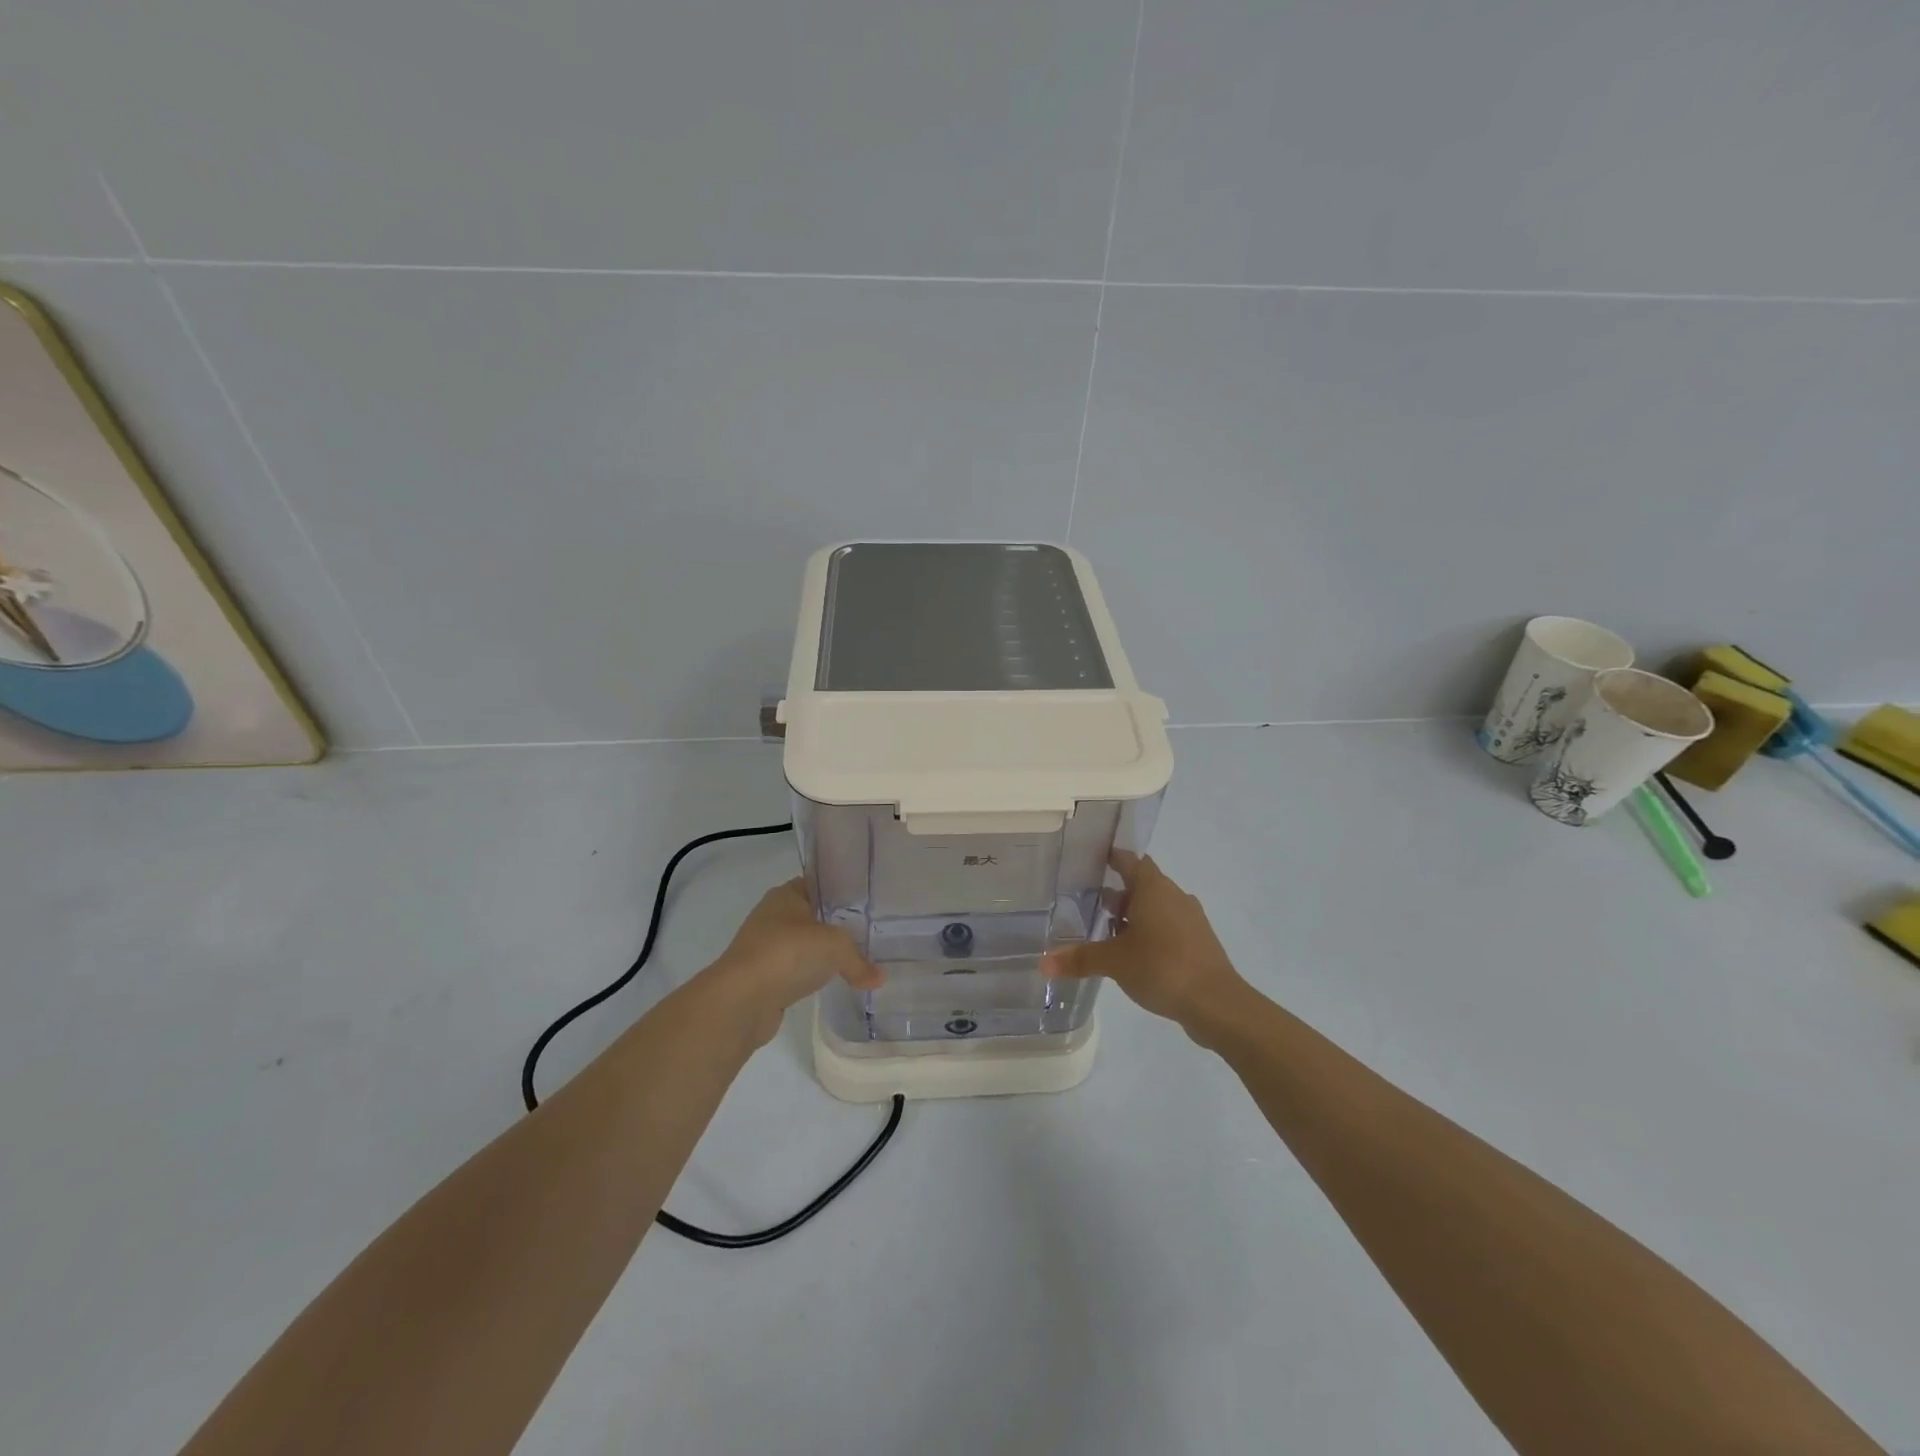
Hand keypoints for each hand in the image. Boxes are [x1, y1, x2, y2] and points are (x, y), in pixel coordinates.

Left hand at [705, 880, 883, 1044]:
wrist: (741, 1000)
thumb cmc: (788, 954)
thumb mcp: (835, 947)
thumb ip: (859, 959)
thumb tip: (880, 978)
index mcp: (786, 895)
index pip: (820, 883)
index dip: (843, 890)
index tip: (869, 900)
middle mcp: (773, 916)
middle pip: (814, 915)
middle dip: (838, 923)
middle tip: (871, 930)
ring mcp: (766, 947)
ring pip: (804, 944)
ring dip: (824, 952)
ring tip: (857, 958)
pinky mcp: (764, 977)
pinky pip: (796, 970)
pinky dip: (812, 975)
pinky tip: (833, 982)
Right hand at [1043, 856, 1246, 1038]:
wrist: (1217, 1003)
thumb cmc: (1162, 967)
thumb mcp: (1114, 962)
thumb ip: (1079, 959)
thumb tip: (1042, 963)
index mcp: (1153, 888)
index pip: (1129, 860)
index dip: (1111, 858)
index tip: (1091, 860)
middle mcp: (1174, 896)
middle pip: (1142, 884)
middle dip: (1117, 894)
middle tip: (1088, 904)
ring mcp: (1190, 919)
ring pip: (1156, 907)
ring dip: (1134, 916)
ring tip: (1108, 934)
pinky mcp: (1199, 942)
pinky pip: (1168, 927)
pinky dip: (1150, 933)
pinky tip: (1135, 955)